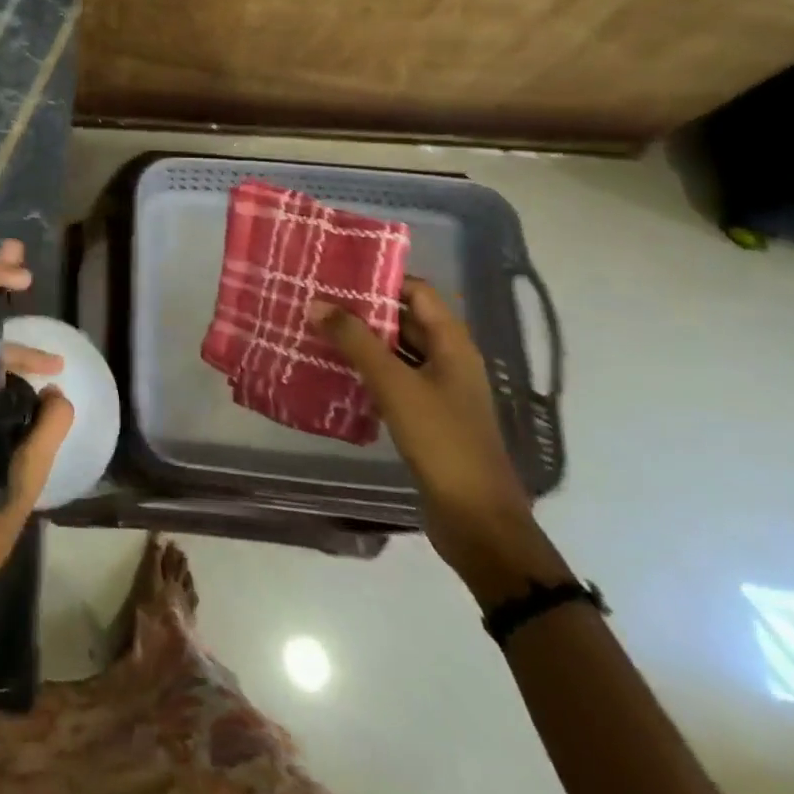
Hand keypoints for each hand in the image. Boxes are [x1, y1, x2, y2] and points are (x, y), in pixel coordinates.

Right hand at [312, 280, 560, 597]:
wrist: (477, 521)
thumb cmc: (442, 441)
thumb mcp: (395, 385)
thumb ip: (356, 341)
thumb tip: (316, 303)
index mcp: (453, 344)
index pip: (418, 292)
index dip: (381, 279)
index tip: (337, 272)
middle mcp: (450, 360)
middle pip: (406, 319)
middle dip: (364, 308)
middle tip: (318, 298)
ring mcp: (439, 390)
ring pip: (397, 351)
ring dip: (363, 340)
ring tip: (317, 328)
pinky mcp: (427, 417)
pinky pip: (394, 379)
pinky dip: (367, 370)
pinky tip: (334, 371)